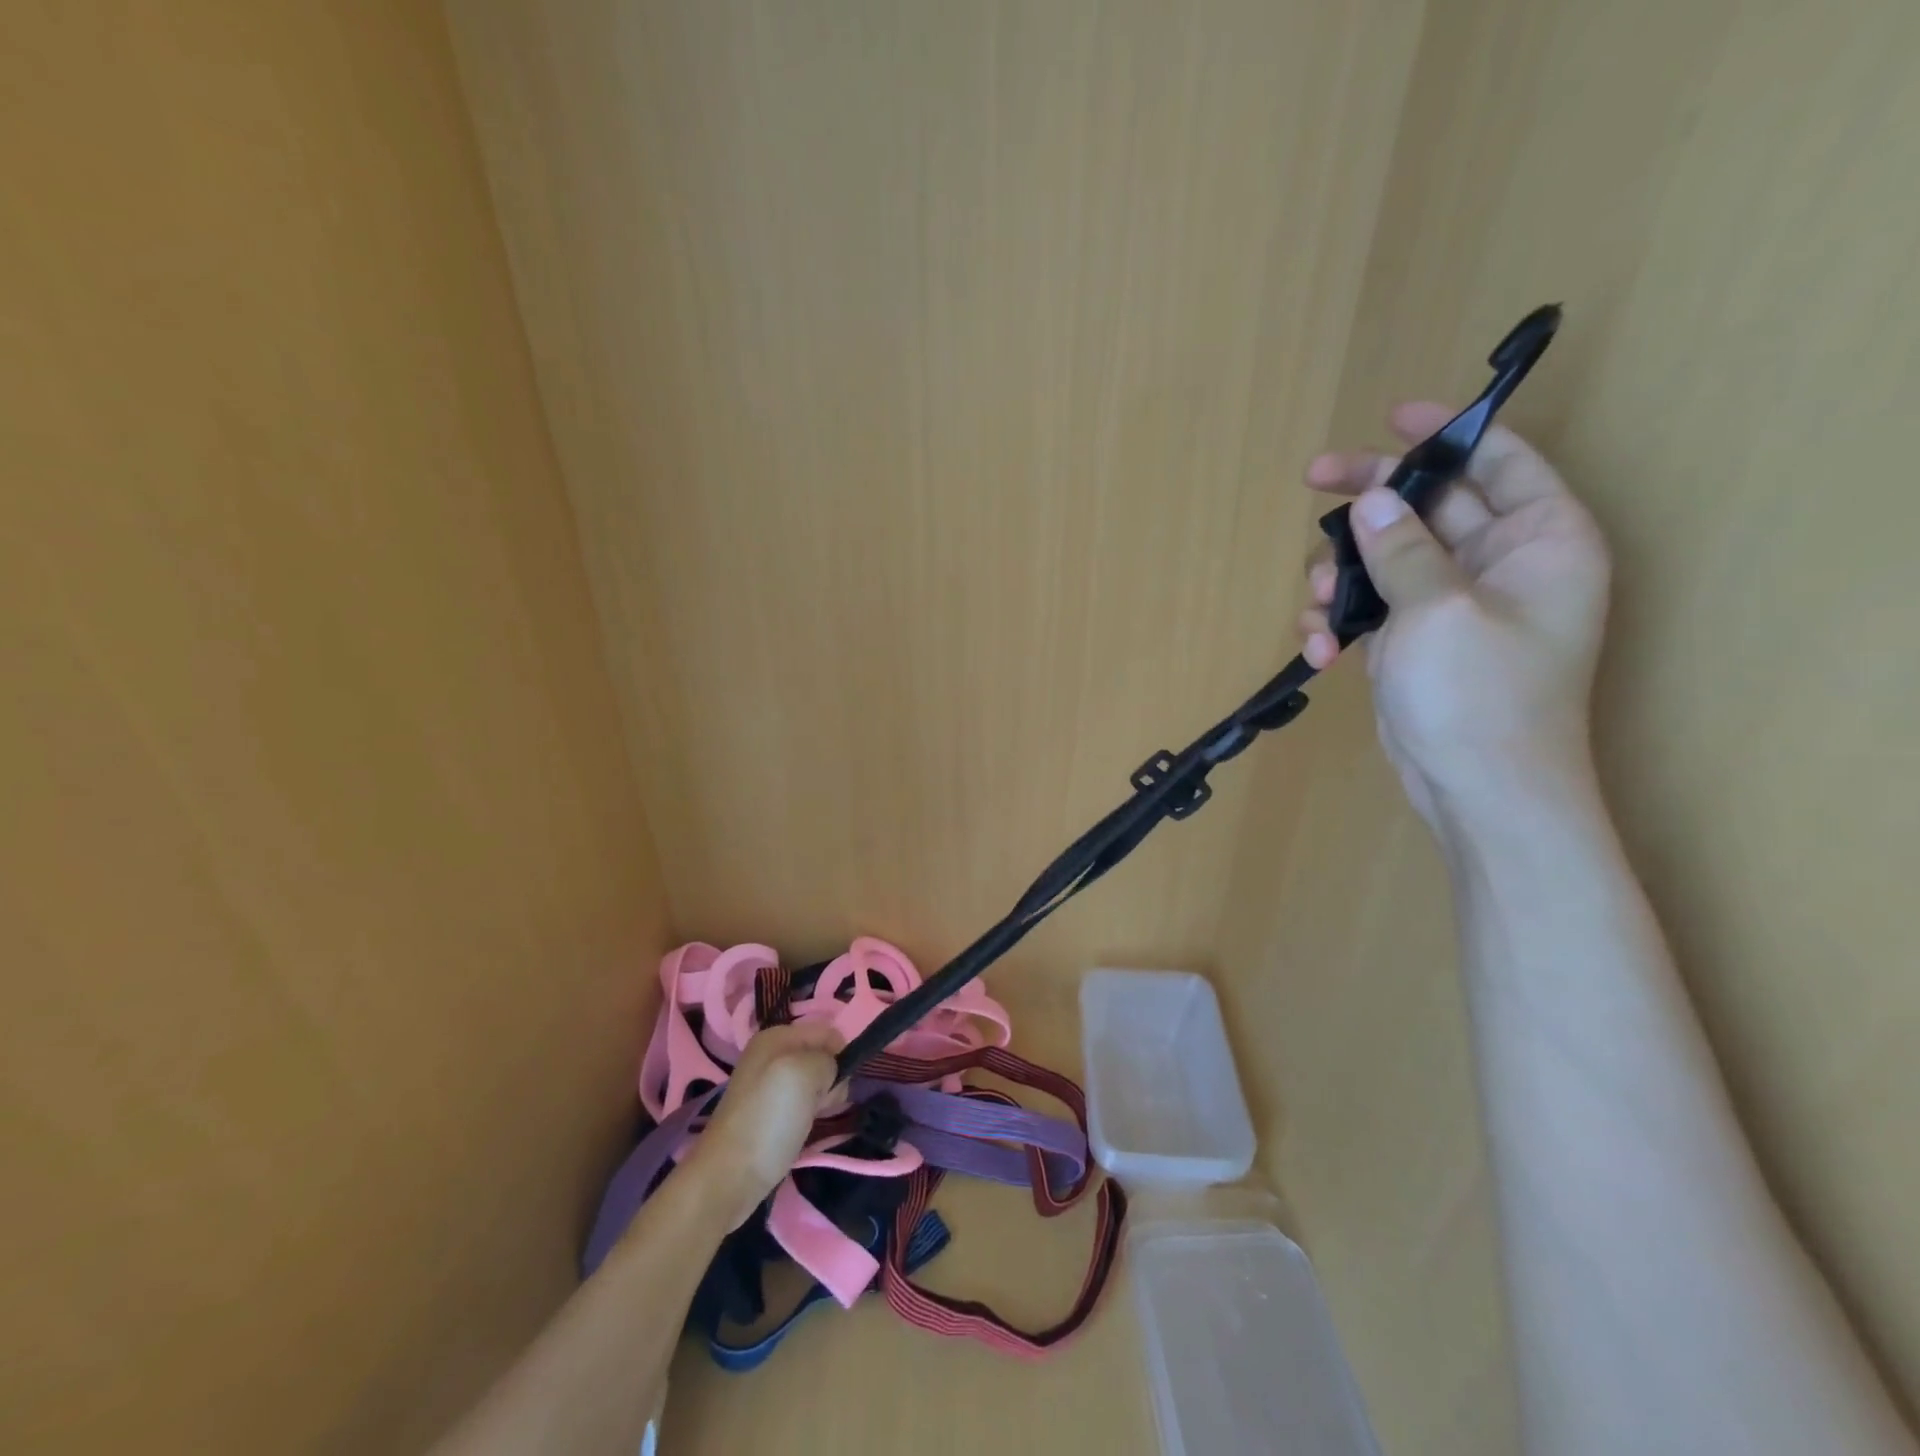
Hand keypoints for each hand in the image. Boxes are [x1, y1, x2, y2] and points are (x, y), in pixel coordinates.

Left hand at [678, 1021, 841, 1228]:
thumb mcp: (803, 1073)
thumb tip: (829, 1073)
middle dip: (830, 1079)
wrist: (729, 1178)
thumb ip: (826, 1060)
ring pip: (815, 1082)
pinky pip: (804, 1102)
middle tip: (820, 1105)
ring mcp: (769, 1085)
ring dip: (822, 1099)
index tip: (834, 1085)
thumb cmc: (767, 1119)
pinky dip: (810, 1114)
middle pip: (821, 1057)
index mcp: (776, 1036)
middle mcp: (771, 1055)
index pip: (827, 1033)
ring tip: (811, 1119)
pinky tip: (804, 1129)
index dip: (839, 1056)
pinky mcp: (770, 1113)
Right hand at [1298, 402, 1610, 827]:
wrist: (1478, 792)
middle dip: (1365, 504)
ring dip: (1340, 577)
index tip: (1391, 417)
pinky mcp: (1412, 642)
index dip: (1448, 432)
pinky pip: (1369, 608)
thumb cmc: (1480, 695)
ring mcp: (1449, 605)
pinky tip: (1321, 651)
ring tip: (1319, 609)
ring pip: (1383, 559)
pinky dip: (1339, 622)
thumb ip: (1402, 548)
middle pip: (1424, 506)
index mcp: (1539, 538)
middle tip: (1312, 482)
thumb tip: (1368, 502)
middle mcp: (1498, 564)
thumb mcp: (1438, 609)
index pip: (1499, 460)